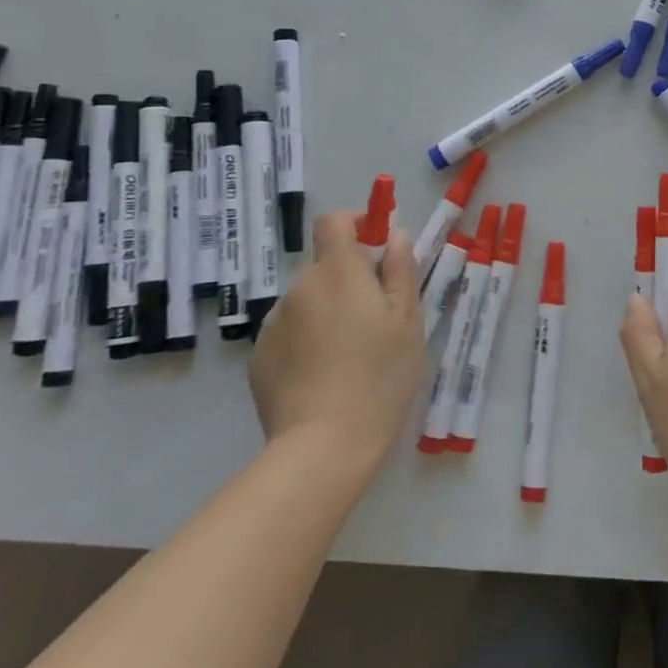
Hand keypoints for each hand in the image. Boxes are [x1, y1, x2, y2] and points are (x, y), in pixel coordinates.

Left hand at [250, 211, 422, 471]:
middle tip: (375, 316)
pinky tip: (324, 376)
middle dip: (348, 278)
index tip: (376, 244)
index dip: (355, 223)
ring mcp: (275, 324)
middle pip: (324, 265)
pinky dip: (307, 341)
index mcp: (338, 271)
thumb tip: (395, 235)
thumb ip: (401, 269)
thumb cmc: (380, 376)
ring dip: (327, 311)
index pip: (334, 221)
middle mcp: (300, 287)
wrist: (324, 446)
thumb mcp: (408, 320)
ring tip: (349, 354)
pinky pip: (290, 333)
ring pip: (308, 301)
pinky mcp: (260, 358)